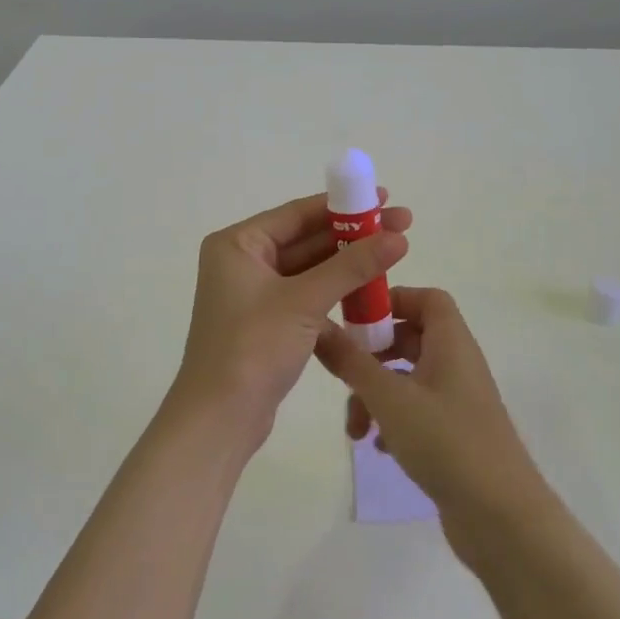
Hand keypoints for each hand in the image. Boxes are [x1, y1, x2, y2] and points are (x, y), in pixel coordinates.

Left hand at [170, 191, 410, 452]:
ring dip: (347, 264)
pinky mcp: (266, 321)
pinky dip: (334, 292)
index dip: (344, 205)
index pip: (298, 214)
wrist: (219, 420)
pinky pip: (306, 295)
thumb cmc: (252, 347)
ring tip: (393, 255)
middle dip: (352, 235)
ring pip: (309, 269)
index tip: (384, 198)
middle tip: (401, 226)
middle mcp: (242, 261)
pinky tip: (369, 290)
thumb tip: (399, 236)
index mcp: (238, 244)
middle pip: (306, 239)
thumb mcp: (305, 301)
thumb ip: (352, 266)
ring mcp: (253, 293)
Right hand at [313, 287, 550, 556]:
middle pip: (411, 338)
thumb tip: (318, 326)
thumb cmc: (446, 442)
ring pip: (408, 379)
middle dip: (372, 356)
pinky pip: (417, 411)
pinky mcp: (456, 434)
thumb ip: (351, 361)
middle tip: (344, 374)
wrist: (502, 518)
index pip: (427, 298)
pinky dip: (393, 421)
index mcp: (451, 342)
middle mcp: (458, 364)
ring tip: (356, 430)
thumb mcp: (389, 398)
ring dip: (376, 395)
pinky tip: (379, 447)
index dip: (392, 300)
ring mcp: (458, 400)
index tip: (356, 320)